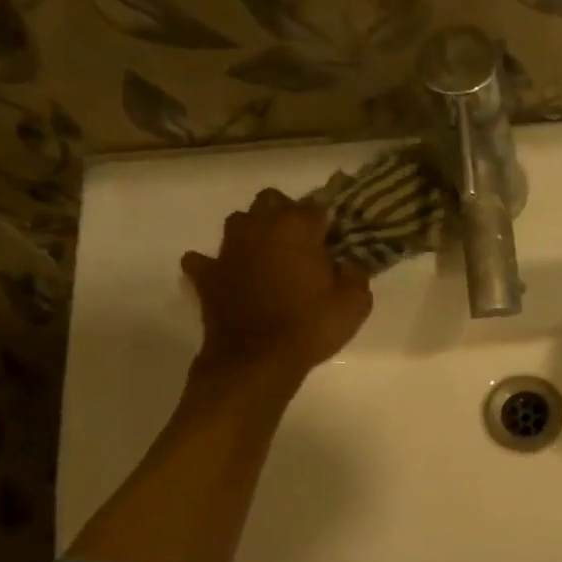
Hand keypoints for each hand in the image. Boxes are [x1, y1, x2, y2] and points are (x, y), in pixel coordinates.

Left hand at [181, 189, 372, 380]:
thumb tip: (351, 262)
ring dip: (254, 232)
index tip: (337, 238)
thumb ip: (356, 274)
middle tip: (303, 242)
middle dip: (287, 214)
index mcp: (297, 227)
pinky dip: (216, 264)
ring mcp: (228, 249)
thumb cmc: (310, 327)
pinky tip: (229, 275)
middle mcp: (259, 227)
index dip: (329, 221)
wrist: (257, 360)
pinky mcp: (206, 274)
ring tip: (269, 255)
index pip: (317, 206)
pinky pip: (205, 259)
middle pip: (271, 200)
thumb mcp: (354, 303)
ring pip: (239, 221)